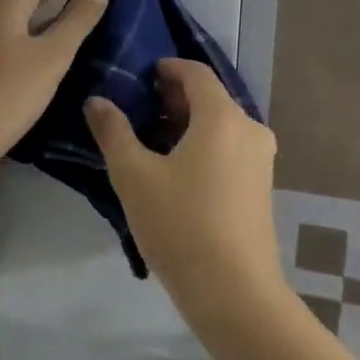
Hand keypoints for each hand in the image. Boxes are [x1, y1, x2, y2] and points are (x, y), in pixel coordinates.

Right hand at [84, 60, 282, 310]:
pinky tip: (178, 170)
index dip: (168, 68)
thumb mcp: (134, 177)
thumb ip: (114, 132)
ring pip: (222, 126)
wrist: (234, 291)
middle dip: (176, 98)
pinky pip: (230, 150)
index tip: (143, 75)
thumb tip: (97, 101)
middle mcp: (250, 130)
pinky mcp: (262, 187)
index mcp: (222, 117)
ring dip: (189, 124)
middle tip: (140, 108)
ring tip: (152, 141)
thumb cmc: (180, 225)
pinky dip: (204, 146)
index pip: (196, 74)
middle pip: (211, 99)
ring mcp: (261, 160)